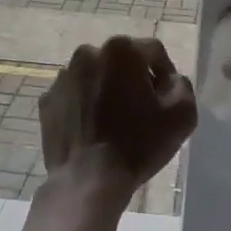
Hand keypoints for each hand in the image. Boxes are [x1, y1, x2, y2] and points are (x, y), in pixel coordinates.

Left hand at [40, 38, 197, 200]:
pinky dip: (86, 105)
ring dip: (108, 90)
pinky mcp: (47, 100)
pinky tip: (94, 129)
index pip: (153, 52)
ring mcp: (63, 77)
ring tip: (116, 121)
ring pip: (96, 77)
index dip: (166, 74)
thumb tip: (170, 81)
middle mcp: (88, 53)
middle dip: (135, 79)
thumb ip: (182, 85)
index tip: (168, 99)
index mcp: (121, 50)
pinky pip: (75, 96)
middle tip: (143, 109)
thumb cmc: (138, 144)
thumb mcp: (183, 115)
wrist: (88, 180)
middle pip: (122, 61)